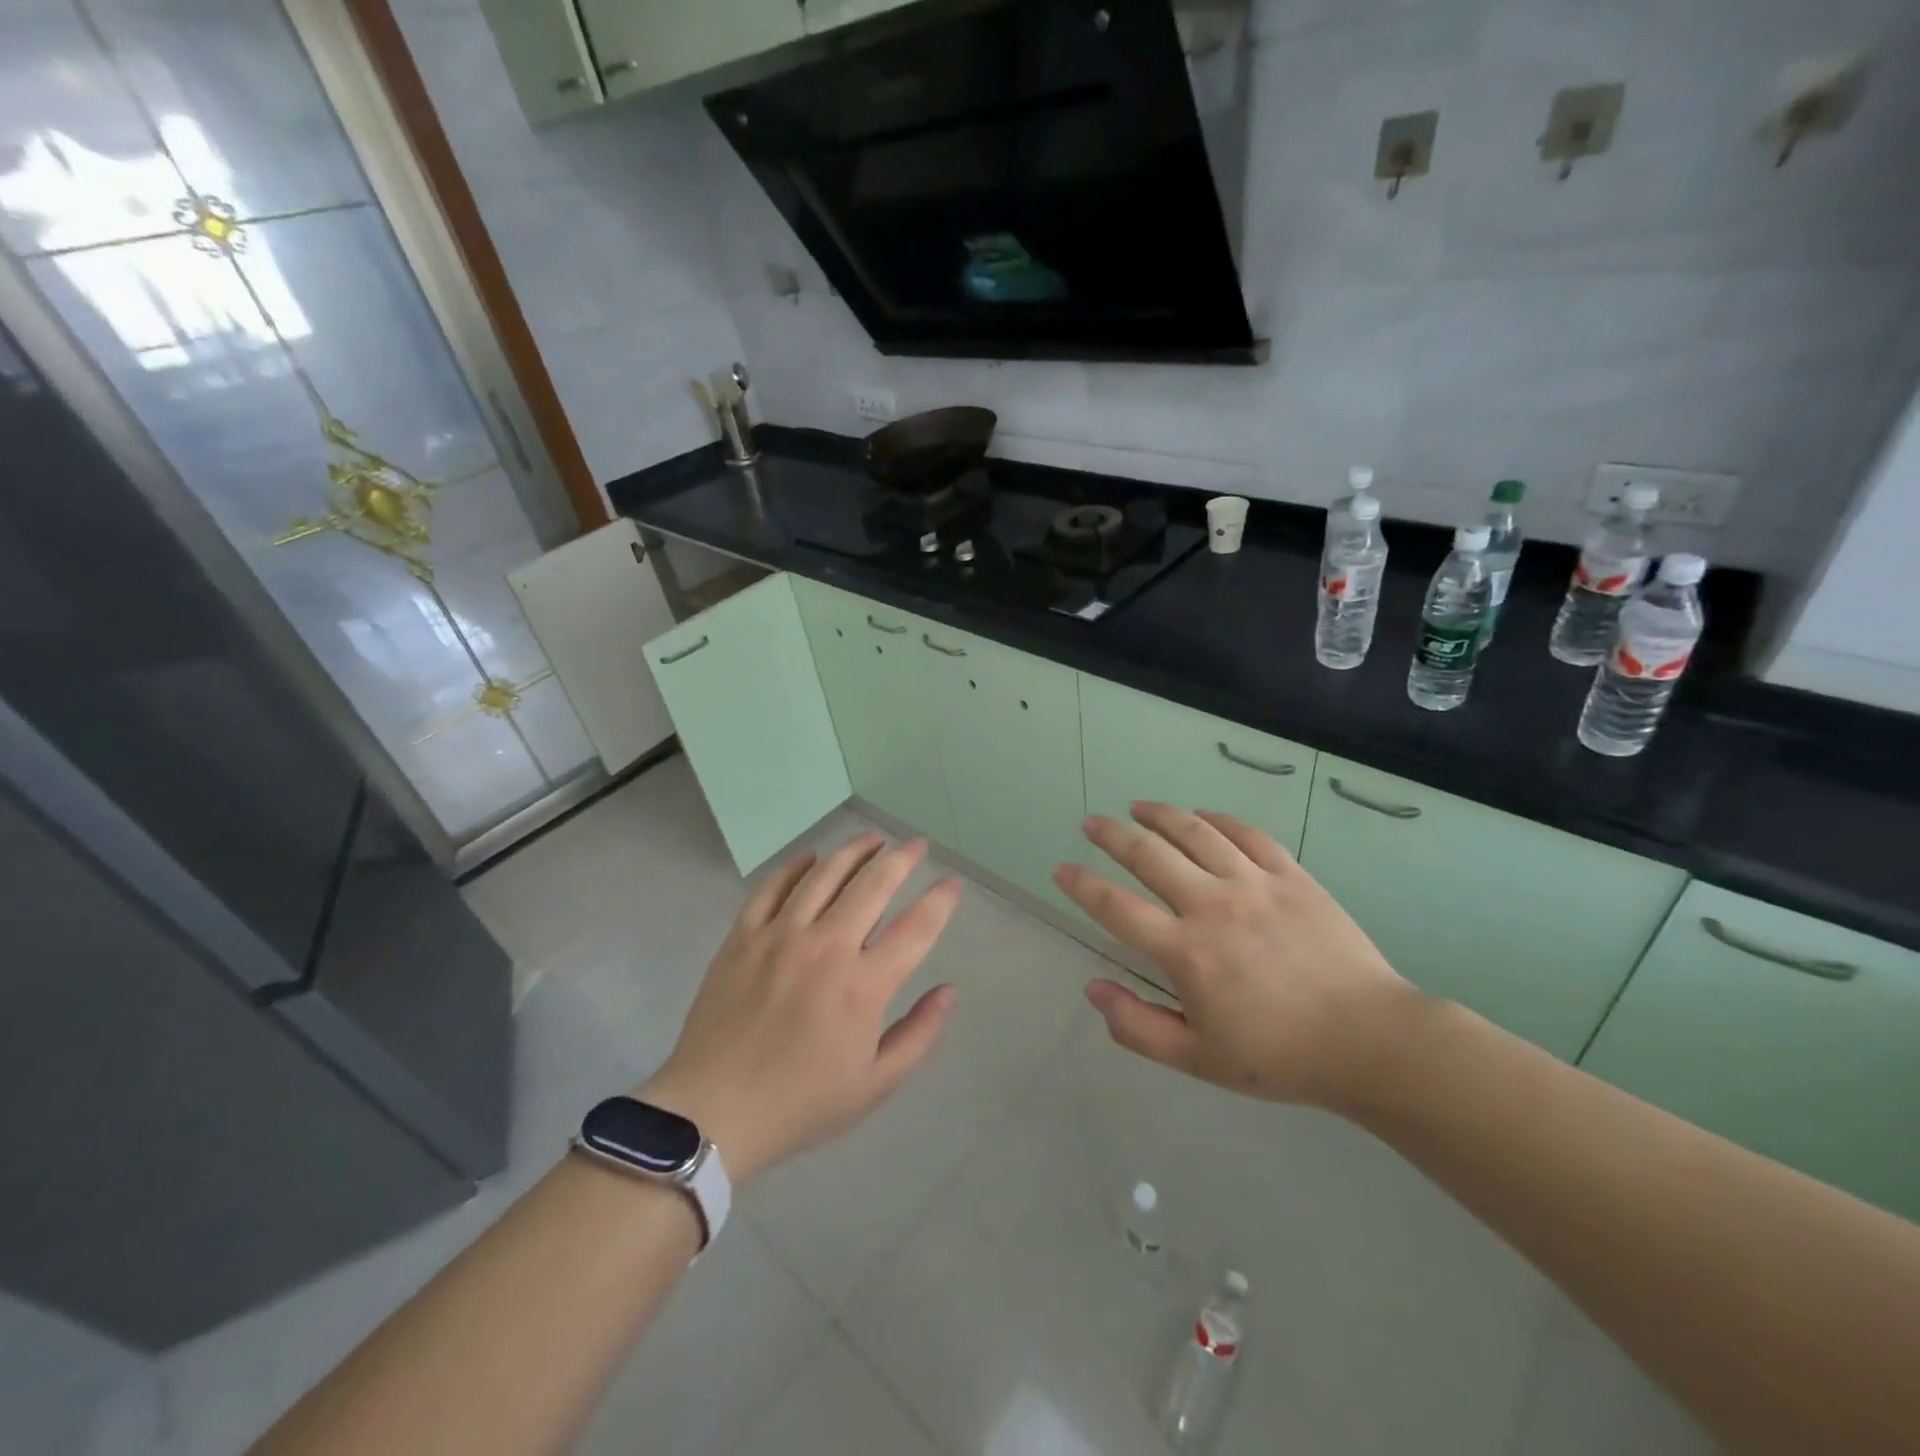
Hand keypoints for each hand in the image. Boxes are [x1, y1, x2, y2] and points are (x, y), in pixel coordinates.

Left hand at [639, 833, 961, 1183]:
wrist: (713, 1112)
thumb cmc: (801, 1102)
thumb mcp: (875, 1084)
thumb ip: (919, 1034)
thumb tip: (949, 991)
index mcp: (863, 985)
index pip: (915, 927)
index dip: (940, 901)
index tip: (952, 884)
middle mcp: (826, 947)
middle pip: (873, 885)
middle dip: (901, 859)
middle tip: (916, 845)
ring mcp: (780, 936)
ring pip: (824, 875)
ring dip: (854, 851)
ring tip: (873, 839)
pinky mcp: (743, 936)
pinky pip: (772, 887)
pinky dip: (796, 867)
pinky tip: (812, 858)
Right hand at [1053, 803, 1421, 1111]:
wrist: (1369, 1041)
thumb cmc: (1279, 1056)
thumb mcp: (1197, 1060)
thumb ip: (1136, 1026)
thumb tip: (1092, 989)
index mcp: (1185, 953)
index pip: (1116, 907)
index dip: (1081, 886)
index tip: (1061, 869)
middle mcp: (1212, 906)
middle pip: (1149, 855)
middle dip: (1112, 835)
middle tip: (1092, 823)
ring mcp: (1254, 884)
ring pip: (1195, 832)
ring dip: (1160, 815)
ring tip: (1138, 807)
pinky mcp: (1291, 876)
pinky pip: (1246, 834)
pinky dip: (1217, 819)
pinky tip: (1201, 816)